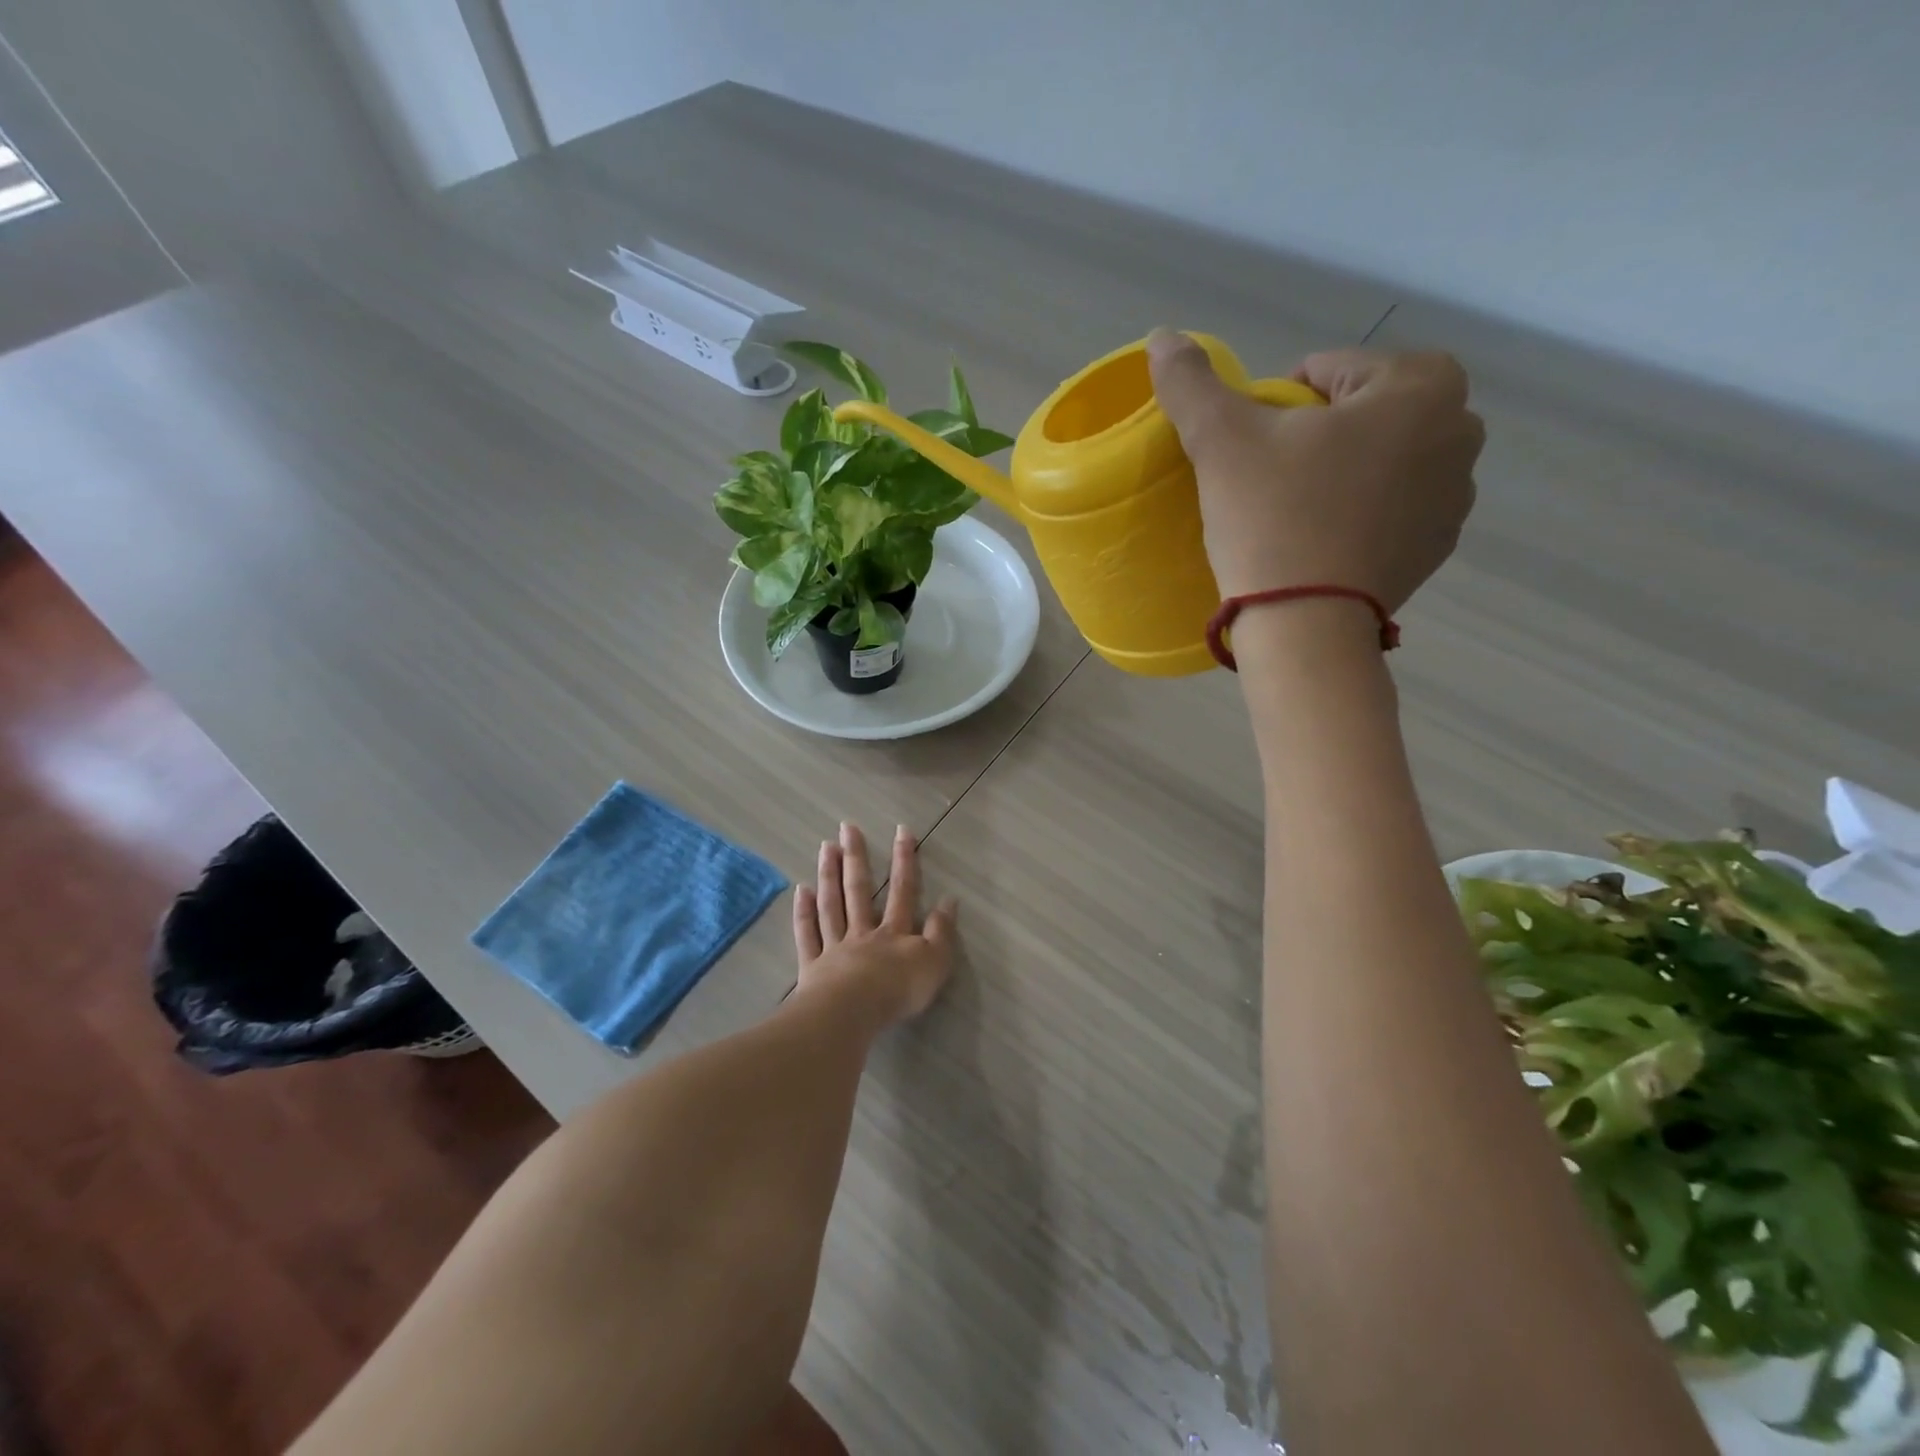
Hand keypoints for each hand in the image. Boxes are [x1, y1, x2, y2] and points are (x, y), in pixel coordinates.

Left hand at [793, 822, 956, 1027]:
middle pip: (859, 889)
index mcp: (894, 932)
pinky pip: (808, 934)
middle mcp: (863, 932)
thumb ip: (942, 931)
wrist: (853, 1013)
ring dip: (829, 875)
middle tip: (847, 827)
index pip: (903, 890)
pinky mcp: (813, 966)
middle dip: (856, 856)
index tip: (902, 830)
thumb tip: (949, 899)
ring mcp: (835, 946)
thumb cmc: (898, 990)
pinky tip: (801, 890)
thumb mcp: (935, 962)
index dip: (904, 860)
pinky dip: (804, 912)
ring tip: (826, 847)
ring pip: (831, 905)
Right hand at [1146, 332, 1484, 610]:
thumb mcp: (1222, 440)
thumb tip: (1162, 337)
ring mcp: (1456, 496)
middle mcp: (1460, 431)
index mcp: (1421, 385)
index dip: (1281, 403)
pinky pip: (1392, 510)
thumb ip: (1193, 384)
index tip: (1255, 447)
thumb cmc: (1272, 516)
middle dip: (1320, 434)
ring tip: (1294, 513)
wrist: (1305, 624)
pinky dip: (1360, 514)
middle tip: (1272, 477)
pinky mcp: (1437, 548)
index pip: (1332, 370)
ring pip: (1381, 461)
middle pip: (1364, 413)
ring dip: (1343, 472)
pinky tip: (1320, 543)